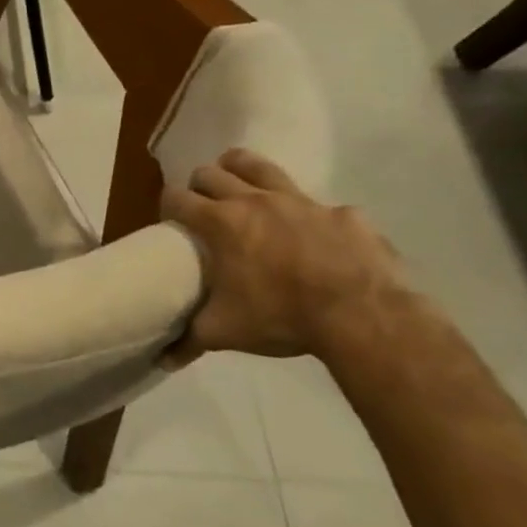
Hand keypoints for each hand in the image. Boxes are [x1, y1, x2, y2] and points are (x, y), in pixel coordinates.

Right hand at [161, 148, 407, 362]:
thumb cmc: (281, 316)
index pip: (175, 197)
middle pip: (210, 172)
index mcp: (219, 222)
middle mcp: (253, 200)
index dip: (167, 206)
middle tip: (203, 209)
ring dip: (242, 172)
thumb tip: (162, 360)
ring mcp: (300, 201)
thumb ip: (189, 339)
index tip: (170, 222)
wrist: (363, 316)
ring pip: (258, 166)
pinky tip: (313, 238)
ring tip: (241, 190)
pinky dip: (307, 215)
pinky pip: (317, 204)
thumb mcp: (225, 331)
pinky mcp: (342, 212)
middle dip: (200, 186)